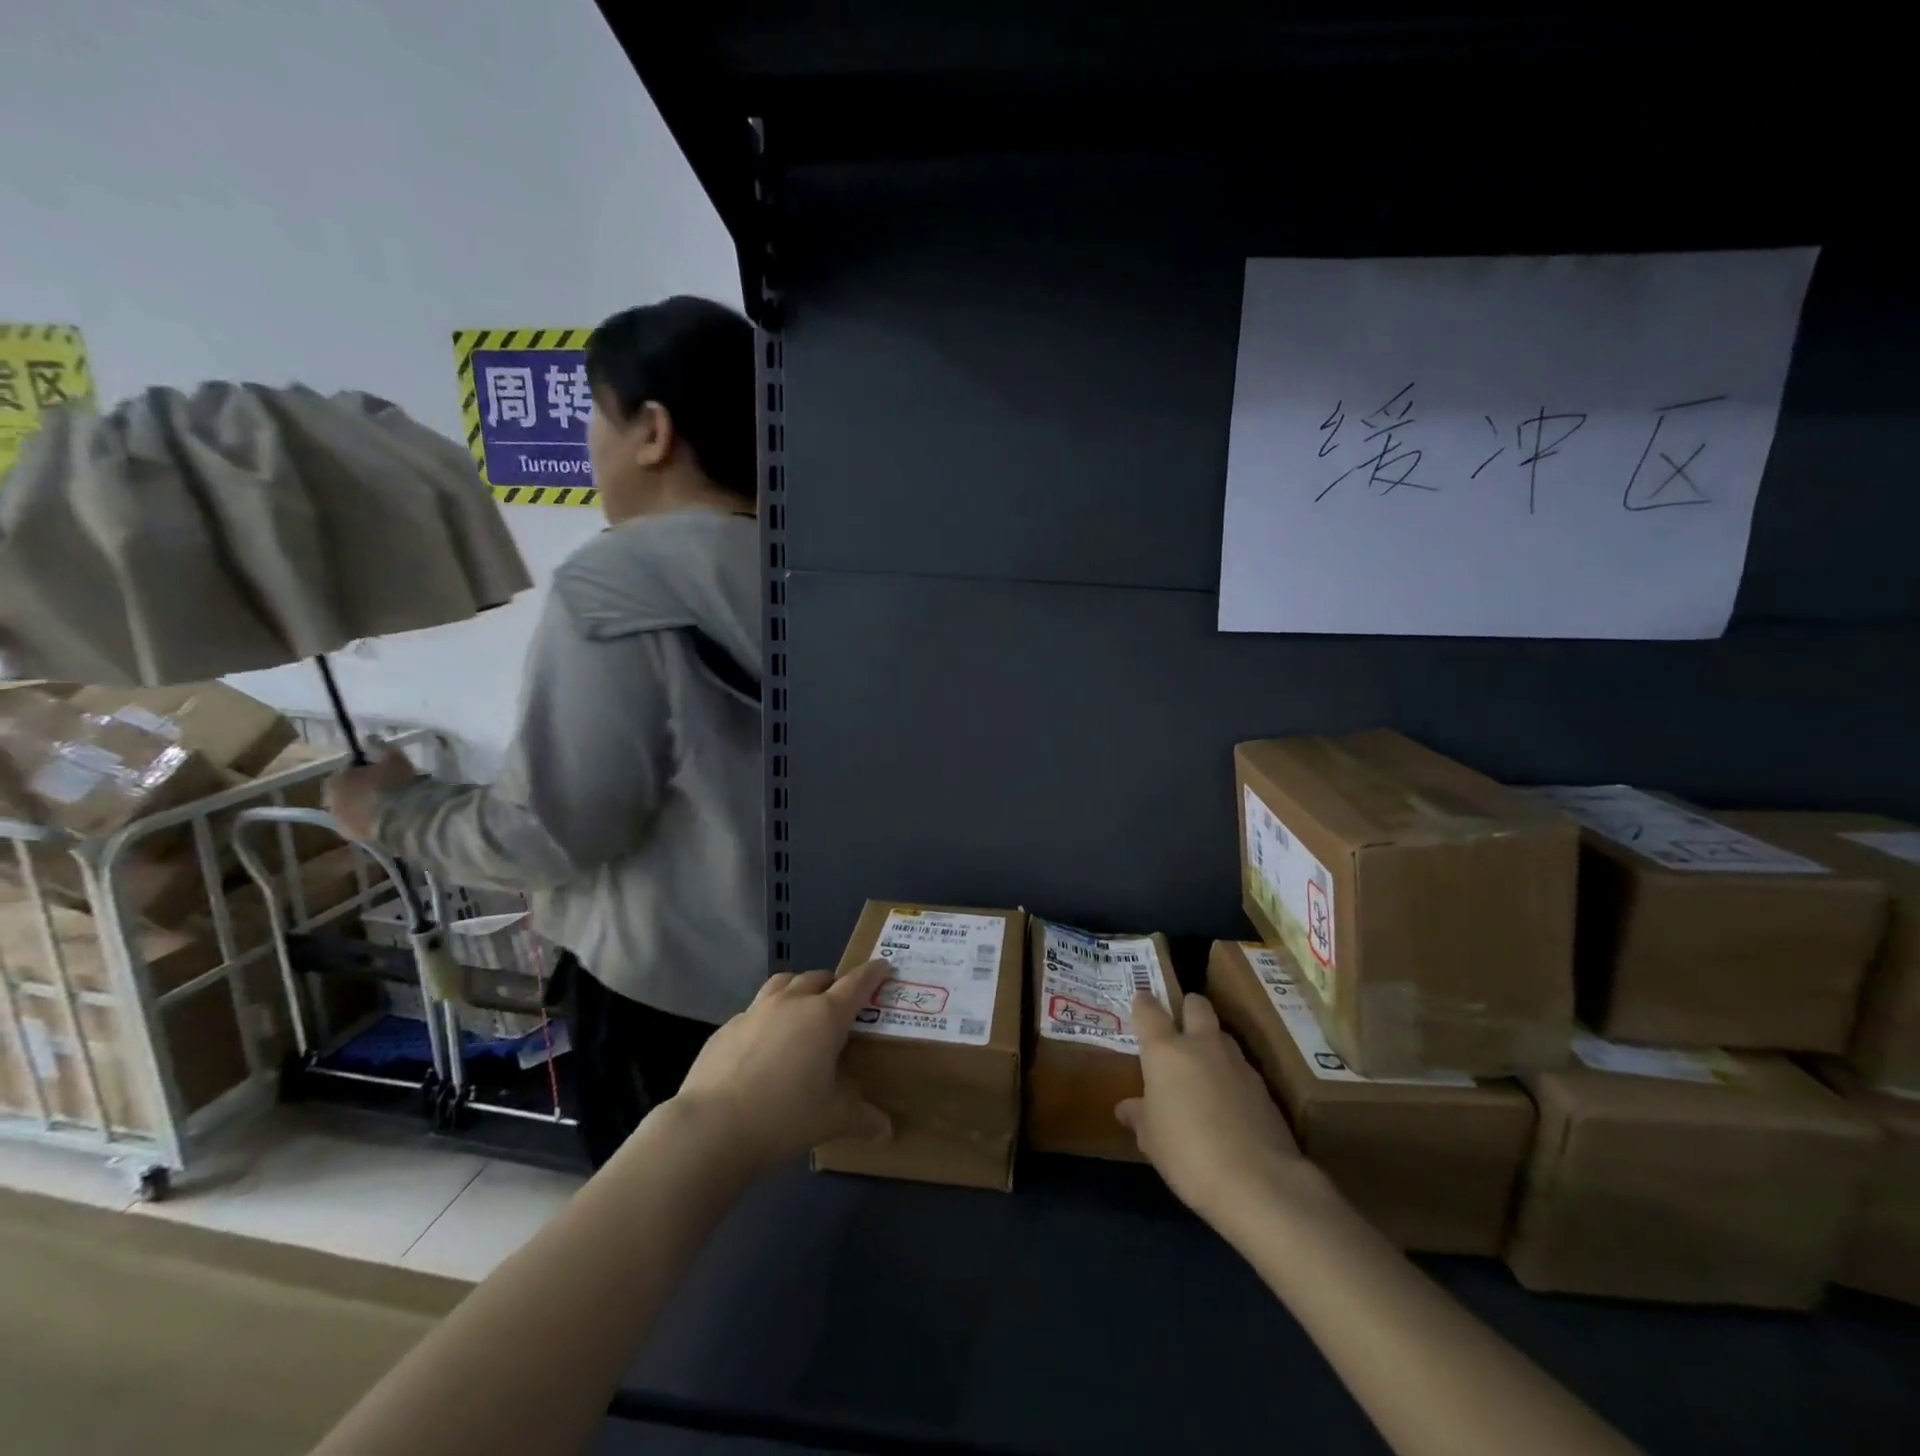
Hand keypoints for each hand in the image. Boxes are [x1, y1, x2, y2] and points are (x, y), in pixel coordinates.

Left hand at [325, 743, 416, 841]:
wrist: (402, 817)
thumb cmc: (395, 784)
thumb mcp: (393, 758)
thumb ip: (380, 747)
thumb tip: (369, 738)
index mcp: (335, 781)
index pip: (345, 772)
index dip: (362, 771)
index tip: (379, 771)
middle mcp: (331, 802)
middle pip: (345, 794)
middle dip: (360, 791)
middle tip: (383, 789)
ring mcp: (341, 823)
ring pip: (353, 811)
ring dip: (365, 808)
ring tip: (389, 806)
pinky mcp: (355, 838)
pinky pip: (362, 826)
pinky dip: (371, 822)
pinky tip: (389, 820)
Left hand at [673, 960, 892, 1172]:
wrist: (711, 1127)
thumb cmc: (784, 1117)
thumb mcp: (831, 1119)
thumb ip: (861, 1117)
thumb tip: (886, 1130)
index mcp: (824, 1016)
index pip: (856, 984)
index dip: (872, 974)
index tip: (883, 966)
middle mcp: (791, 1003)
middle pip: (818, 978)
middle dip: (833, 984)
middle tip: (840, 1003)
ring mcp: (755, 1011)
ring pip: (782, 983)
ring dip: (798, 989)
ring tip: (801, 1009)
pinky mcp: (726, 1028)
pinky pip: (754, 1010)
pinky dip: (767, 1016)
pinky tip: (763, 1044)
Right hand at [1117, 991, 1304, 1222]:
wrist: (1258, 1182)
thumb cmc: (1187, 1153)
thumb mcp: (1151, 1139)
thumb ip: (1139, 1116)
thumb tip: (1127, 1108)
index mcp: (1165, 1051)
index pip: (1149, 1010)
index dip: (1143, 1003)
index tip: (1140, 1001)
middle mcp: (1202, 1045)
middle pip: (1196, 1005)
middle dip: (1187, 1010)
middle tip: (1179, 1031)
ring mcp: (1237, 1063)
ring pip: (1222, 1034)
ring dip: (1211, 1044)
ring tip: (1204, 1072)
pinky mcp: (1264, 1087)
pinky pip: (1241, 1068)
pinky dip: (1231, 1076)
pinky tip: (1228, 1104)